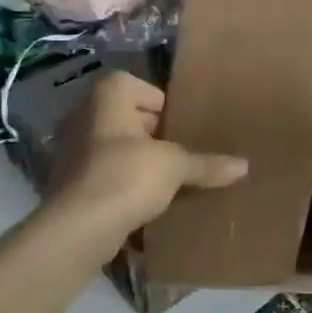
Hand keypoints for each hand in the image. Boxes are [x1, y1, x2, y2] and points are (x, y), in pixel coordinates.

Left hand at [45, 71, 246, 229]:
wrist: (78, 229)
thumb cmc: (128, 176)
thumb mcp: (176, 166)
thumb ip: (207, 164)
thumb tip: (244, 166)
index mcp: (104, 99)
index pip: (131, 84)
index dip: (156, 99)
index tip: (177, 123)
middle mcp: (81, 118)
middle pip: (123, 116)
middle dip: (151, 132)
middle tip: (179, 150)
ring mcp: (69, 152)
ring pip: (112, 147)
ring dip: (136, 159)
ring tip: (165, 177)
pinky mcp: (67, 185)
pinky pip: (102, 174)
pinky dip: (121, 183)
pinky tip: (144, 201)